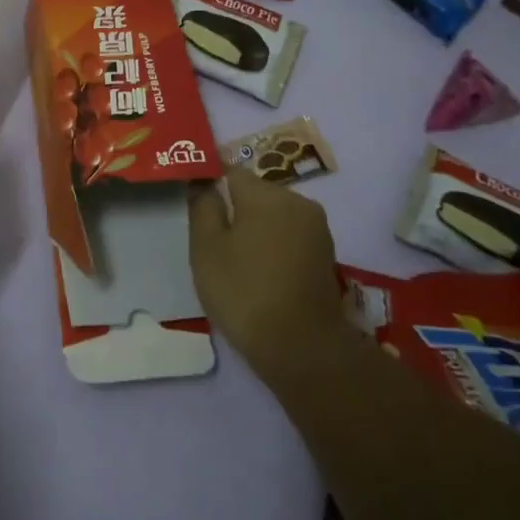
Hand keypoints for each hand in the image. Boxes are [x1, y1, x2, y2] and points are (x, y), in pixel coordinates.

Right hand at [189, 168, 345, 382]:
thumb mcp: (206, 247)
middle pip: (255, 192)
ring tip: (232, 258)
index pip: (230, 171)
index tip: (193, 200)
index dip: (209, 181)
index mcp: (267, 194)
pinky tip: (258, 271)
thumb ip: (203, 206)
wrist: (302, 349)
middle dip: (233, 207)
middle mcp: (298, 202)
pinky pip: (289, 236)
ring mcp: (317, 229)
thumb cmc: (244, 291)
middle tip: (208, 237)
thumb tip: (203, 181)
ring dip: (254, 228)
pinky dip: (272, 245)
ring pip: (274, 215)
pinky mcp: (325, 255)